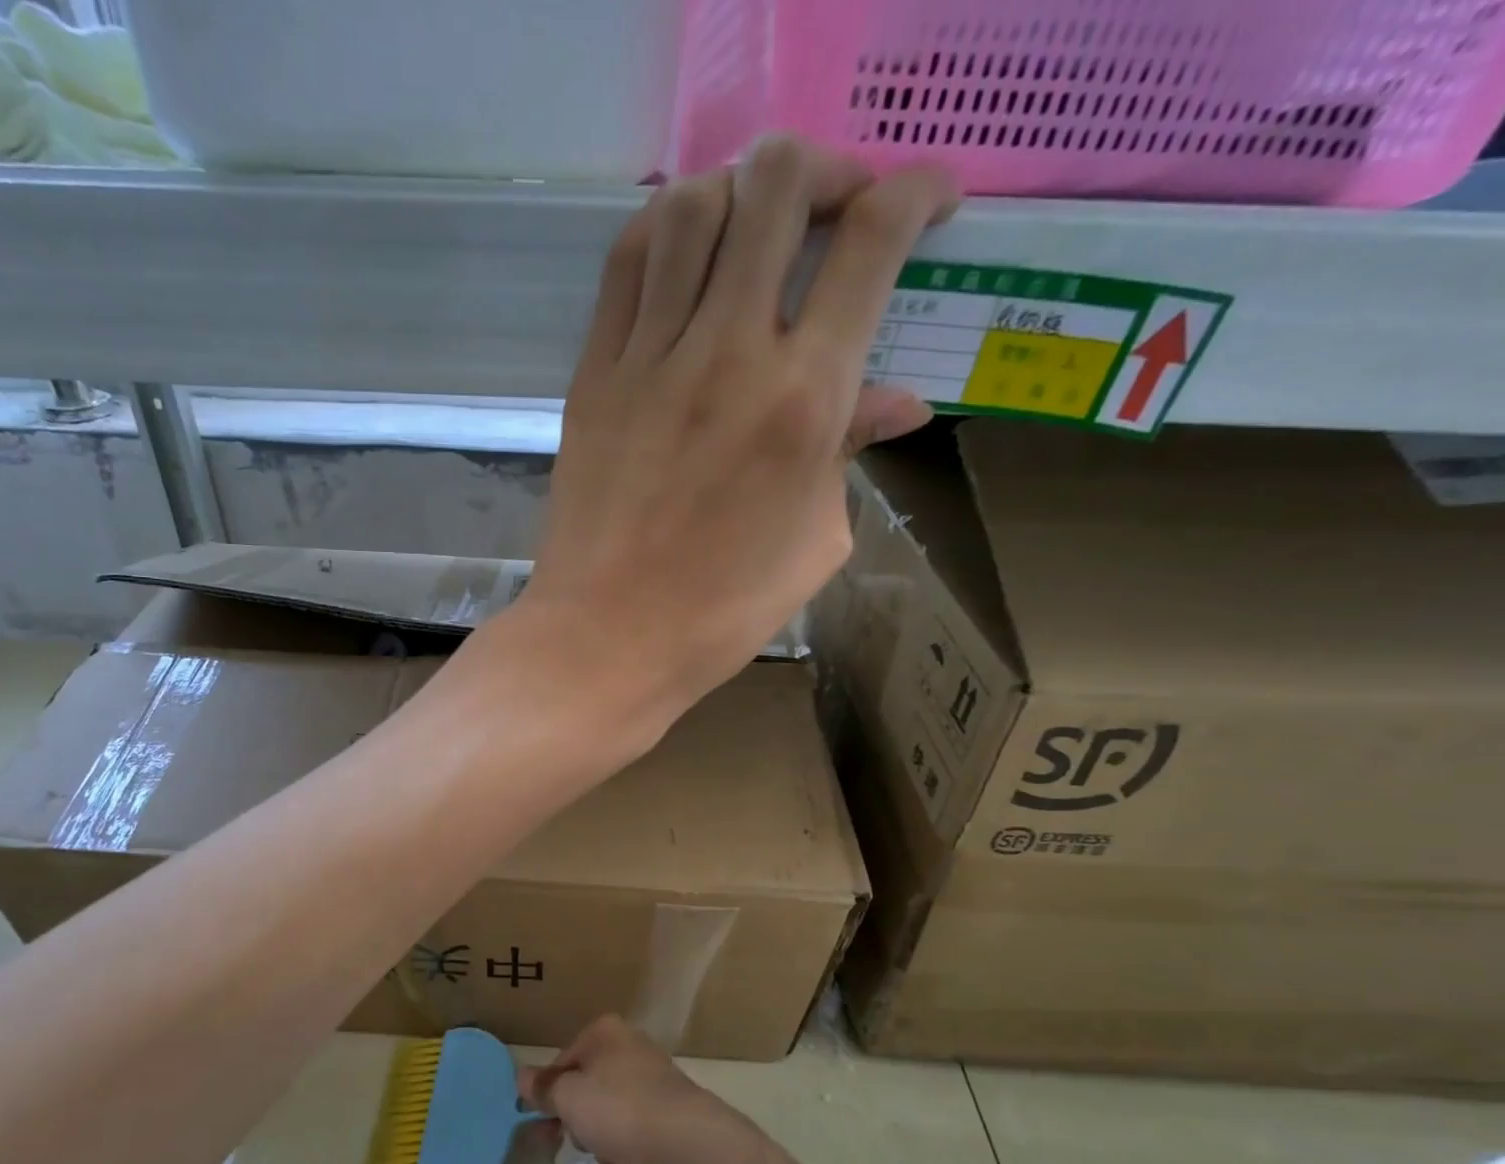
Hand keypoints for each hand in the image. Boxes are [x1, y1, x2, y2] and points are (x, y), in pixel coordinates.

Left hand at [518, 136, 958, 730]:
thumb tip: (896, 403)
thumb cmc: (721, 611)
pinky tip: (685, 252)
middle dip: (824, 170)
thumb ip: (851, 456)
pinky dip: (664, 229)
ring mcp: (650, 358)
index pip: (872, 241)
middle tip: (837, 208)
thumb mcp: (815, 542)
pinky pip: (627, 264)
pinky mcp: (594, 374)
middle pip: (777, 187)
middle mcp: (728, 353)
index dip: (915, 192)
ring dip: (739, 189)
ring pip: (693, 206)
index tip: (927, 203)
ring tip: (756, 226)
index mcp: (804, 399)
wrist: (606, 636)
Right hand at [518, 1015, 750, 1163]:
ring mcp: (651, 1076)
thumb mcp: (569, 1098)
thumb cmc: (620, 1109)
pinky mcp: (667, 1106)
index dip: (544, 1093)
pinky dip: (619, 1149)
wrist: (688, 1136)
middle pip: (585, 1084)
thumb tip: (521, 1077)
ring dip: (592, 1137)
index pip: (561, 1061)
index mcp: (603, 1034)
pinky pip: (633, 1125)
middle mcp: (627, 1046)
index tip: (532, 1121)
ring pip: (608, 1107)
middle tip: (550, 1147)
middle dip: (567, 1119)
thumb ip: (542, 1089)